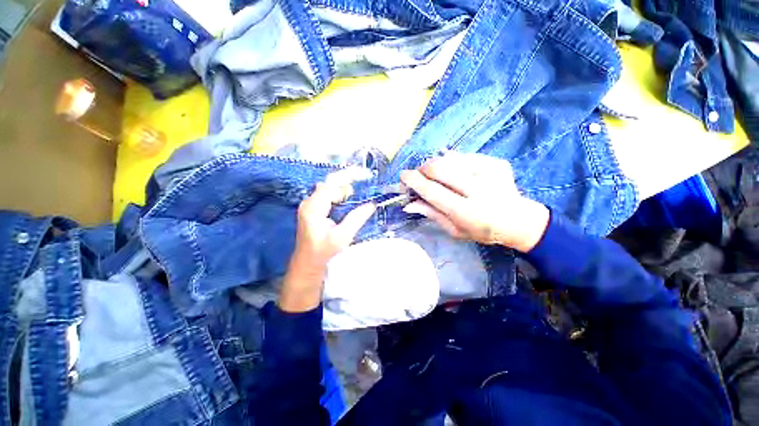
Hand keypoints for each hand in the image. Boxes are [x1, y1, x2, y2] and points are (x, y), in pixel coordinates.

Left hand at [280, 168, 375, 311]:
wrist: (307, 262)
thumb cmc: (323, 252)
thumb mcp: (342, 236)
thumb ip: (357, 218)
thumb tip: (372, 204)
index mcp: (313, 207)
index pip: (331, 183)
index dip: (348, 176)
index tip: (364, 174)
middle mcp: (310, 201)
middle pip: (330, 183)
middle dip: (349, 180)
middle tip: (366, 181)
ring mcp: (311, 204)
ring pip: (330, 188)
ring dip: (345, 188)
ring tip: (361, 190)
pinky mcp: (314, 208)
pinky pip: (329, 195)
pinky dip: (341, 194)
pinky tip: (351, 199)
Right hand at [400, 153, 548, 252]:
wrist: (518, 220)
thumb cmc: (482, 231)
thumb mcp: (454, 230)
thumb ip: (432, 214)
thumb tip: (408, 203)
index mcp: (466, 212)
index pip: (433, 191)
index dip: (415, 181)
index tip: (403, 176)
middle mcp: (478, 190)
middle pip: (440, 168)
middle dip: (424, 169)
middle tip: (420, 175)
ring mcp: (489, 173)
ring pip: (450, 159)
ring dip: (437, 164)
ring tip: (438, 175)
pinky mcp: (496, 163)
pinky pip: (465, 156)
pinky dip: (453, 161)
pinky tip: (456, 172)